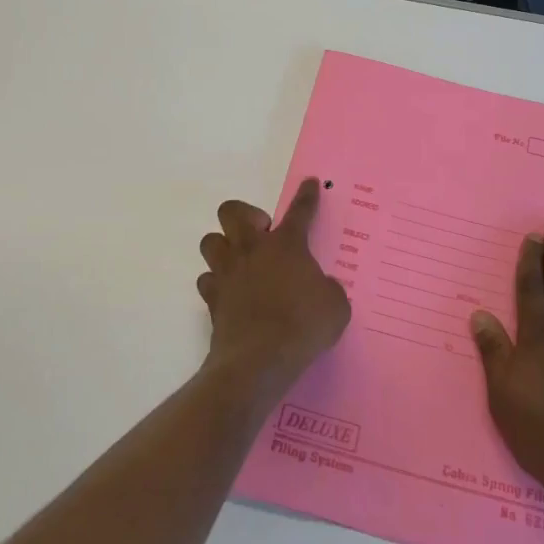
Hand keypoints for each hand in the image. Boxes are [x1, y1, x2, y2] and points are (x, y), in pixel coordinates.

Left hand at [196, 178, 351, 406]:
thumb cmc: (304, 326)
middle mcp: (252, 250)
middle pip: (233, 211)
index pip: (299, 211)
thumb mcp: (335, 307)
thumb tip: (320, 287)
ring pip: (211, 241)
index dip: (306, 196)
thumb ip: (328, 289)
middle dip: (245, 215)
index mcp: (287, 245)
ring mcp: (228, 272)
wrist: (260, 360)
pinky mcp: (212, 298)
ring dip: (224, 247)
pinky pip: (207, 279)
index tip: (308, 183)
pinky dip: (216, 283)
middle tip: (261, 234)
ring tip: (240, 262)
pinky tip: (229, 293)